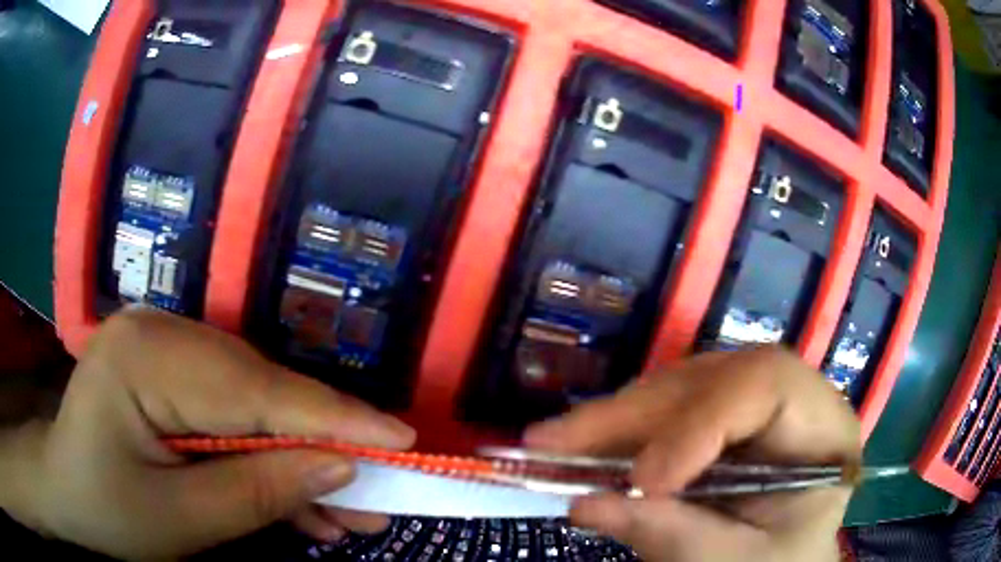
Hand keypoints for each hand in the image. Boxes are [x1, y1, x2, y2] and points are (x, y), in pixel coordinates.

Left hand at [5, 308, 414, 559]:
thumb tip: (338, 467)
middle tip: (377, 497)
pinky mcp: (175, 371)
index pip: (253, 390)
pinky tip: (299, 501)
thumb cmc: (108, 509)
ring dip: (299, 460)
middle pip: (261, 393)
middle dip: (322, 450)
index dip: (332, 419)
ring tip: (346, 512)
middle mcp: (162, 332)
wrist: (66, 489)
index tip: (401, 439)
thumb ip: (257, 492)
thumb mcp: (181, 520)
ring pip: (255, 404)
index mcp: (145, 357)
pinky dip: (267, 456)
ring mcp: (168, 346)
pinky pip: (234, 411)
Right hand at [525, 348, 860, 561]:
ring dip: (615, 418)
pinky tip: (584, 444)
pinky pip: (668, 409)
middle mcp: (792, 397)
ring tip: (552, 441)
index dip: (700, 423)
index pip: (766, 384)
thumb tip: (584, 505)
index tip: (645, 482)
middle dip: (632, 415)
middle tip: (552, 441)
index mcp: (824, 426)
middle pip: (712, 379)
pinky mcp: (723, 419)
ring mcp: (755, 404)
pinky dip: (621, 431)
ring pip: (680, 387)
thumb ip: (671, 536)